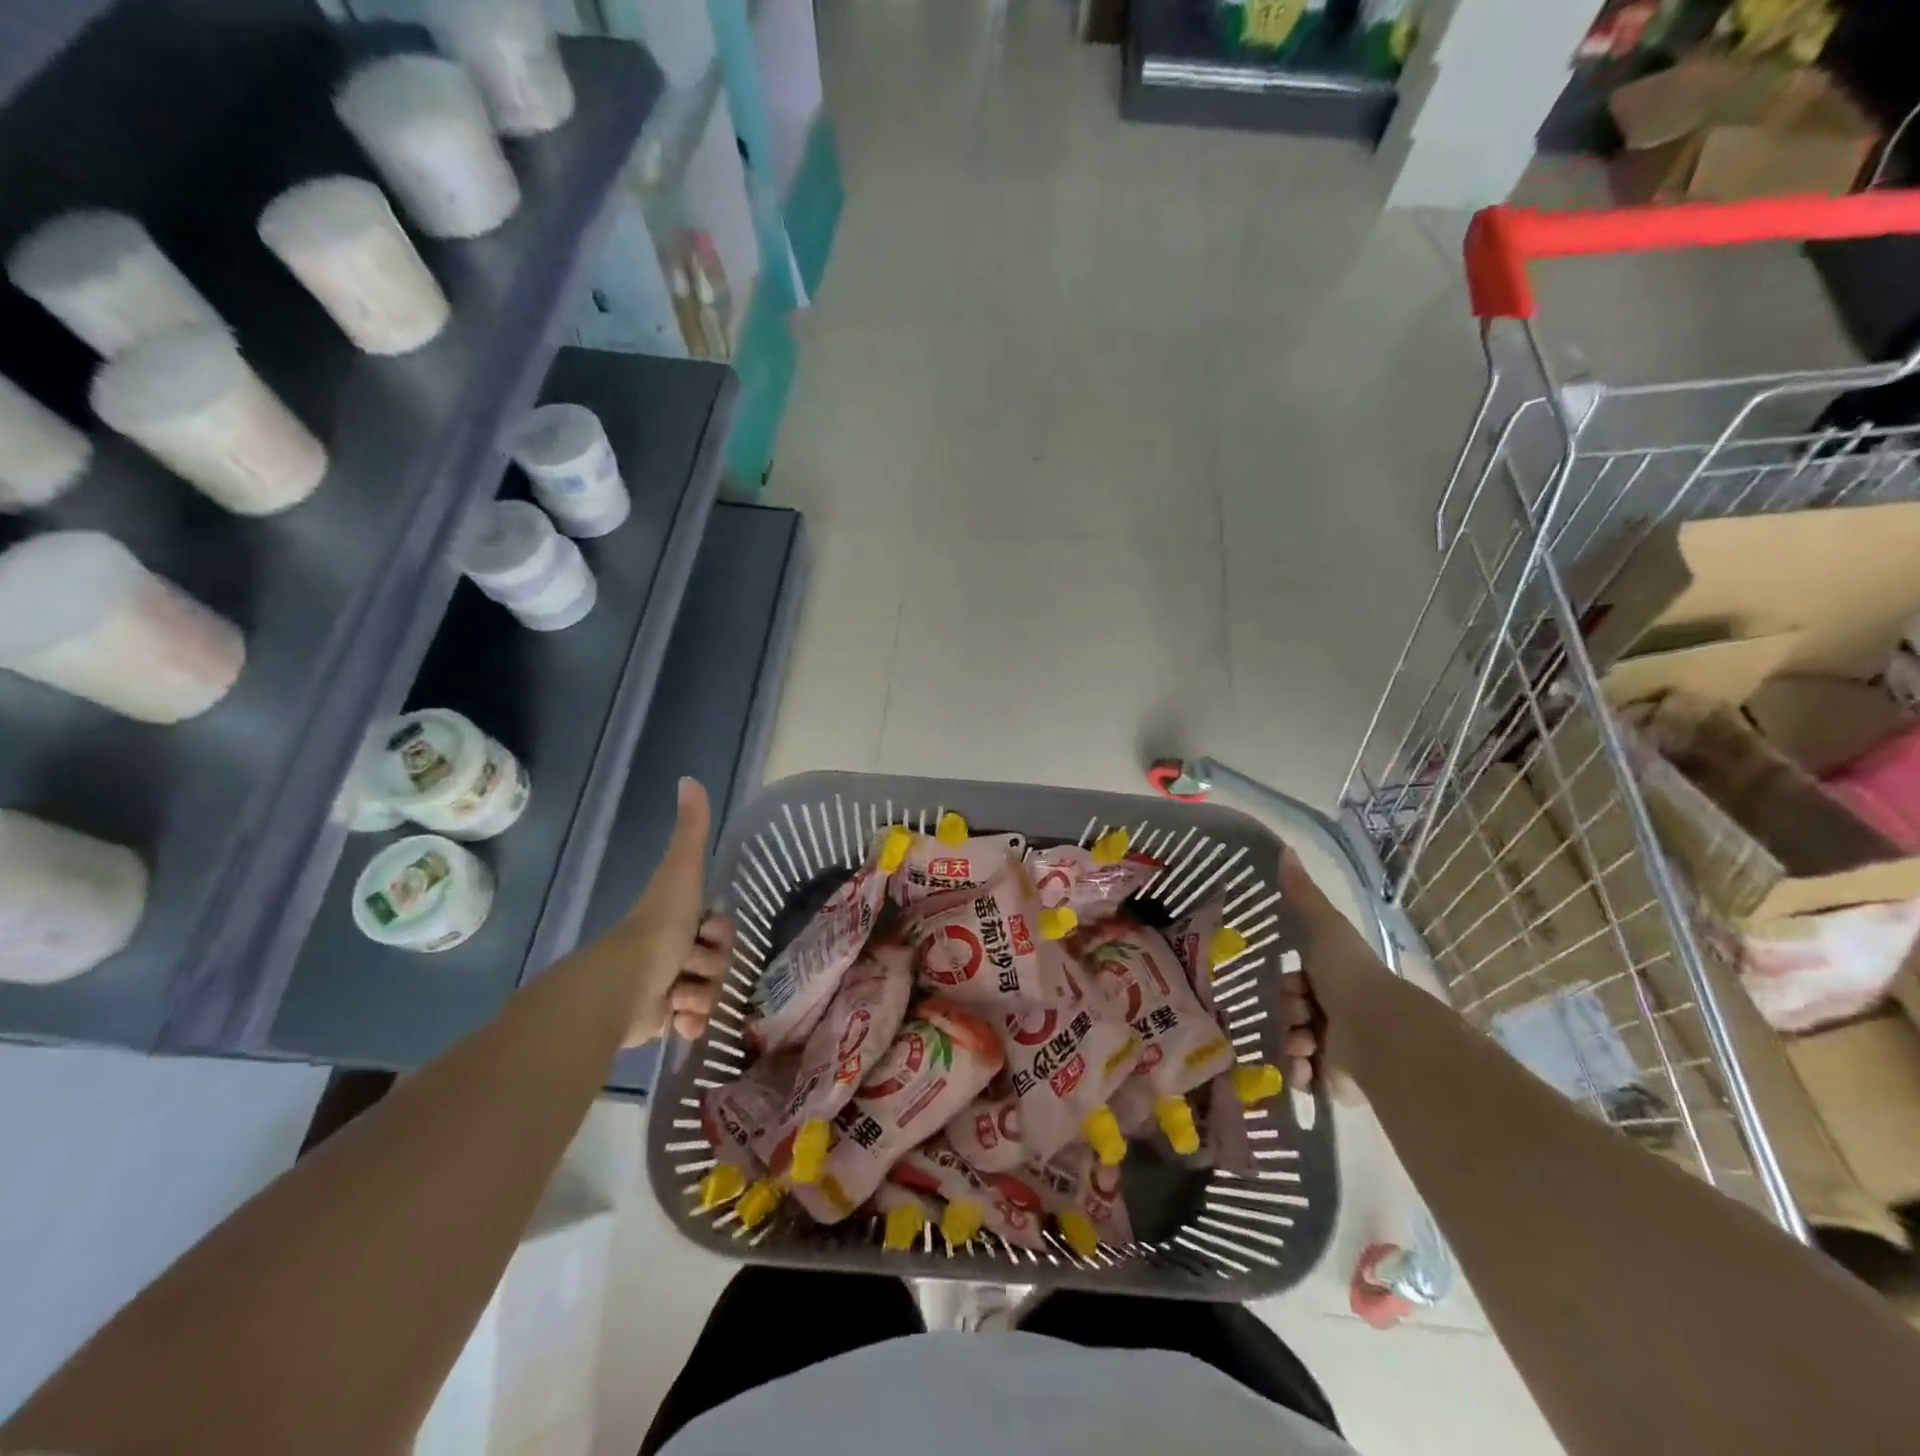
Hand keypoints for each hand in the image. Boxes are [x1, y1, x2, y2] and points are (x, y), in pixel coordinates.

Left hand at [612, 777, 735, 1046]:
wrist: (622, 986)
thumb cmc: (658, 927)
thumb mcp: (681, 871)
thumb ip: (692, 829)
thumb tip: (689, 778)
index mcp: (677, 919)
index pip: (720, 929)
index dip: (721, 934)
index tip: (709, 934)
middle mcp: (672, 951)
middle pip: (718, 961)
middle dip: (713, 967)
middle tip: (691, 968)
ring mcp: (666, 986)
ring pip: (709, 991)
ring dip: (703, 995)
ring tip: (682, 999)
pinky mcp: (659, 1020)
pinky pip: (693, 1020)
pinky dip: (692, 1021)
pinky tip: (683, 1024)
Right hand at [1277, 848, 1390, 1095]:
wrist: (1380, 1033)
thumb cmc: (1349, 976)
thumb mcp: (1324, 927)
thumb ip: (1302, 894)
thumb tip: (1285, 849)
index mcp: (1333, 980)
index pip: (1292, 983)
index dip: (1285, 985)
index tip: (1291, 986)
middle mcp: (1335, 1014)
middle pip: (1288, 1013)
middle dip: (1286, 1016)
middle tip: (1298, 1018)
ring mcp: (1336, 1049)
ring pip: (1291, 1044)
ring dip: (1289, 1044)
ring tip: (1304, 1047)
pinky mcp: (1337, 1082)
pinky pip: (1302, 1077)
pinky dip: (1299, 1073)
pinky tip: (1305, 1067)